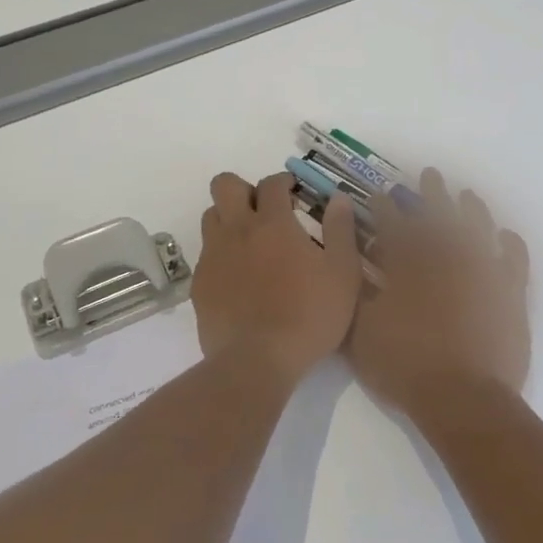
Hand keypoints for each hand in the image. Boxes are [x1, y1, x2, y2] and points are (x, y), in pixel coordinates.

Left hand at [192, 171, 361, 377]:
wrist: (257, 360)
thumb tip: (339, 198)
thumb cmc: (309, 315)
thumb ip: (341, 231)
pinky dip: (221, 255)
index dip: (283, 181)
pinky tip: (238, 278)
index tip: (294, 192)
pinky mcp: (199, 285)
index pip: (271, 184)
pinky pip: (206, 255)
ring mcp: (213, 257)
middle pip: (225, 186)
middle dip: (243, 189)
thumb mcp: (342, 274)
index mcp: (273, 224)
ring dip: (228, 219)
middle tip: (264, 210)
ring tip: (250, 241)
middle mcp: (237, 231)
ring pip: (211, 217)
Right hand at [346, 169, 529, 420]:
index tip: (379, 192)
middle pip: (438, 217)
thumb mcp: (362, 331)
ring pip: (477, 229)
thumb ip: (357, 291)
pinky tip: (505, 235)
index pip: (393, 226)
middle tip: (429, 174)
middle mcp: (447, 259)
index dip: (384, 207)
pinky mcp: (510, 294)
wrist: (463, 398)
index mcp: (410, 266)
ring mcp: (483, 273)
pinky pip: (514, 260)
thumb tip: (353, 259)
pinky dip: (510, 244)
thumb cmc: (405, 366)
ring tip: (467, 194)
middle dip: (429, 194)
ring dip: (470, 209)